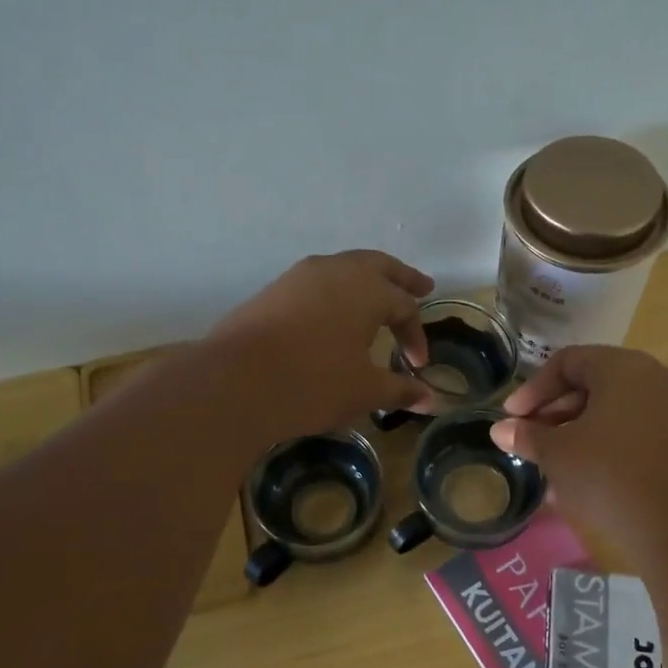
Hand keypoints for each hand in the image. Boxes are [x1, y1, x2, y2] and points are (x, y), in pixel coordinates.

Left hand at [206, 250, 436, 442]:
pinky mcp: (273, 290)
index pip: (404, 307)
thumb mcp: (364, 391)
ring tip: (375, 296)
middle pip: (379, 266)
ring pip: (344, 268)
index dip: (416, 335)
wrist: (235, 383)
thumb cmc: (313, 383)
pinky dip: (336, 291)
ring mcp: (300, 276)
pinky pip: (317, 282)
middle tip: (422, 286)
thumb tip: (432, 401)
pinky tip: (332, 312)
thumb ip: (400, 390)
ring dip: (366, 280)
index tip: (417, 365)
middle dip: (402, 279)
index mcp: (367, 289)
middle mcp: (336, 271)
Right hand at [490, 346, 667, 549]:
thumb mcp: (558, 455)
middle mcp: (655, 379)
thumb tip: (501, 430)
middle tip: (530, 441)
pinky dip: (607, 447)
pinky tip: (586, 480)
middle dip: (555, 412)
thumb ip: (528, 436)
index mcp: (623, 368)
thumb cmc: (610, 477)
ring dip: (578, 433)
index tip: (511, 419)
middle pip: (594, 384)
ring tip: (554, 466)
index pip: (567, 362)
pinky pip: (637, 432)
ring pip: (615, 411)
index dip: (533, 389)